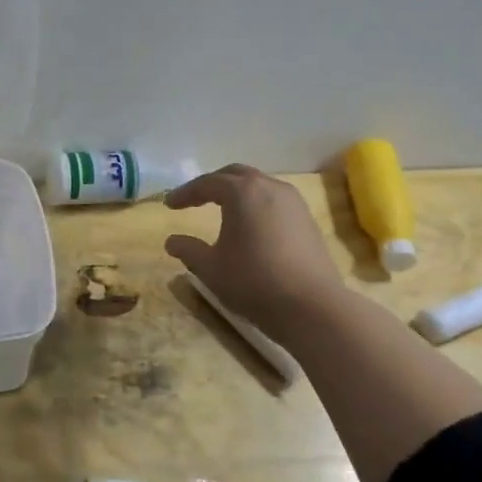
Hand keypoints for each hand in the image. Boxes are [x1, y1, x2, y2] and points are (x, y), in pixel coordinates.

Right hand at [163, 164, 344, 340]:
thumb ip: (188, 250)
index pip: (207, 183)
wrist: (312, 307)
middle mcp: (270, 188)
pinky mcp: (308, 221)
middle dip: (212, 184)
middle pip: (236, 175)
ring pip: (259, 186)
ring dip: (237, 193)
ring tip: (222, 209)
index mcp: (243, 192)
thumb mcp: (210, 268)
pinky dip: (256, 205)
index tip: (169, 204)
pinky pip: (275, 201)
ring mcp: (294, 203)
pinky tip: (250, 226)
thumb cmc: (253, 282)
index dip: (185, 193)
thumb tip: (172, 241)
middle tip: (194, 199)